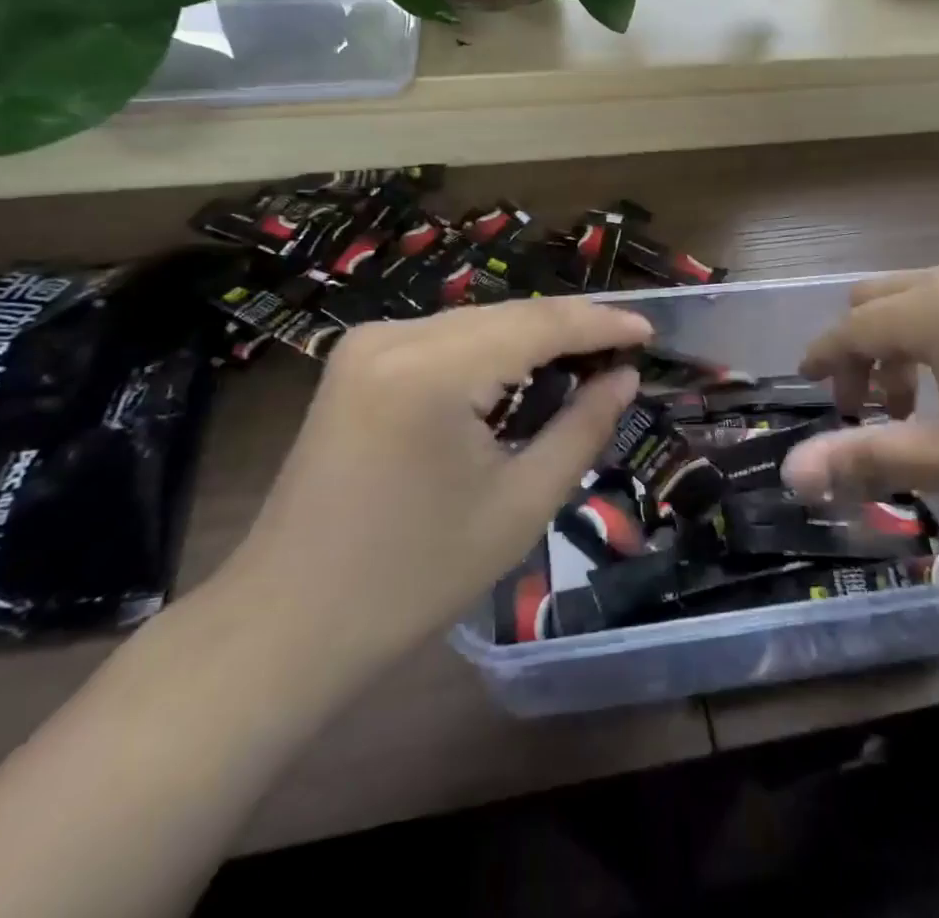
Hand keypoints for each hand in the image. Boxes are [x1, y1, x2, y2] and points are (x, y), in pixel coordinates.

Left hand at [209, 298, 650, 677]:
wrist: (287, 624)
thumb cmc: (414, 578)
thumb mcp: (520, 505)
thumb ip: (582, 427)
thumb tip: (624, 377)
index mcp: (432, 369)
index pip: (538, 323)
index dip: (601, 322)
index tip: (651, 330)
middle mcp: (394, 335)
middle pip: (507, 315)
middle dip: (570, 329)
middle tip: (625, 351)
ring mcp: (367, 344)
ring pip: (476, 323)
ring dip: (532, 339)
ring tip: (586, 361)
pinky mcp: (356, 361)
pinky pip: (444, 340)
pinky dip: (491, 352)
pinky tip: (522, 374)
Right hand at [782, 254, 938, 531]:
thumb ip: (871, 458)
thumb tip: (792, 473)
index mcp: (934, 309)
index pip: (850, 328)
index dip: (822, 360)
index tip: (808, 391)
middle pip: (878, 301)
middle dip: (858, 353)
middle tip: (870, 412)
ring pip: (920, 298)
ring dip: (900, 345)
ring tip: (922, 407)